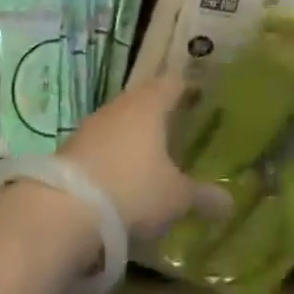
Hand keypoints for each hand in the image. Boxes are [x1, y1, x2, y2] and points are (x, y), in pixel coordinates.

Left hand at [60, 74, 233, 239]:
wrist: (63, 210)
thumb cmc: (133, 190)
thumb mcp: (176, 198)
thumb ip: (203, 196)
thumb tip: (230, 203)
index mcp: (150, 104)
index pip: (173, 83)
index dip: (188, 89)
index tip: (201, 98)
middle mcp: (120, 106)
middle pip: (145, 100)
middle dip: (161, 113)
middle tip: (179, 127)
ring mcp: (91, 126)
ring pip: (121, 122)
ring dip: (135, 135)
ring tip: (152, 155)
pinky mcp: (71, 150)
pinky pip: (101, 145)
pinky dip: (114, 155)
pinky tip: (121, 177)